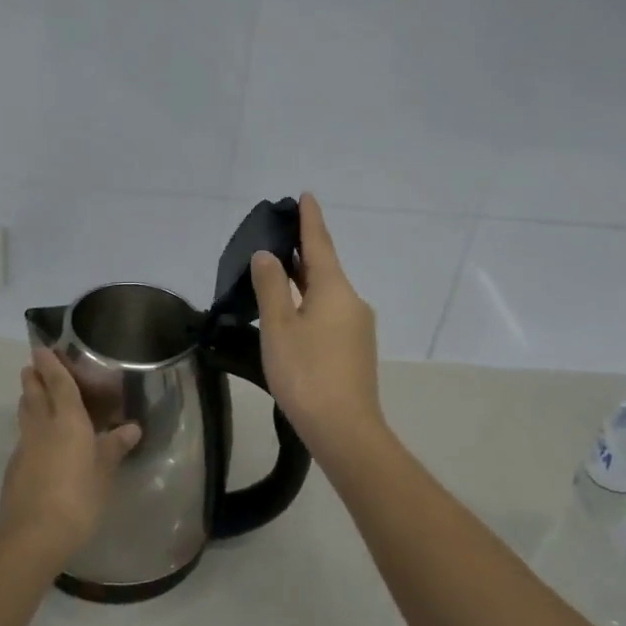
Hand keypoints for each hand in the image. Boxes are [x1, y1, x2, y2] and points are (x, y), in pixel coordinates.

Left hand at [0, 348, 140, 568]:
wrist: (34, 533)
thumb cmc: (79, 497)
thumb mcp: (104, 472)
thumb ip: (115, 447)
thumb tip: (132, 428)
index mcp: (68, 421)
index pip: (59, 384)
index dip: (51, 366)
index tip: (40, 349)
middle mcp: (42, 427)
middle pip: (34, 394)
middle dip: (33, 378)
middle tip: (31, 367)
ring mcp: (25, 447)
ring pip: (25, 415)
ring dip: (27, 401)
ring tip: (32, 395)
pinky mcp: (15, 468)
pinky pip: (24, 438)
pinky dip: (30, 429)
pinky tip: (38, 441)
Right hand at [250, 193, 389, 462]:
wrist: (345, 430)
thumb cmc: (306, 373)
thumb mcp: (279, 327)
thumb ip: (271, 287)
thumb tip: (268, 255)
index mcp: (335, 289)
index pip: (319, 244)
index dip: (310, 220)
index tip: (305, 196)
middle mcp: (352, 301)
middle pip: (324, 266)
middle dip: (304, 249)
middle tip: (279, 232)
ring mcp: (357, 326)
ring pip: (326, 291)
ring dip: (304, 278)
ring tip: (279, 269)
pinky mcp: (354, 348)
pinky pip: (329, 312)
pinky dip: (310, 301)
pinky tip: (293, 311)